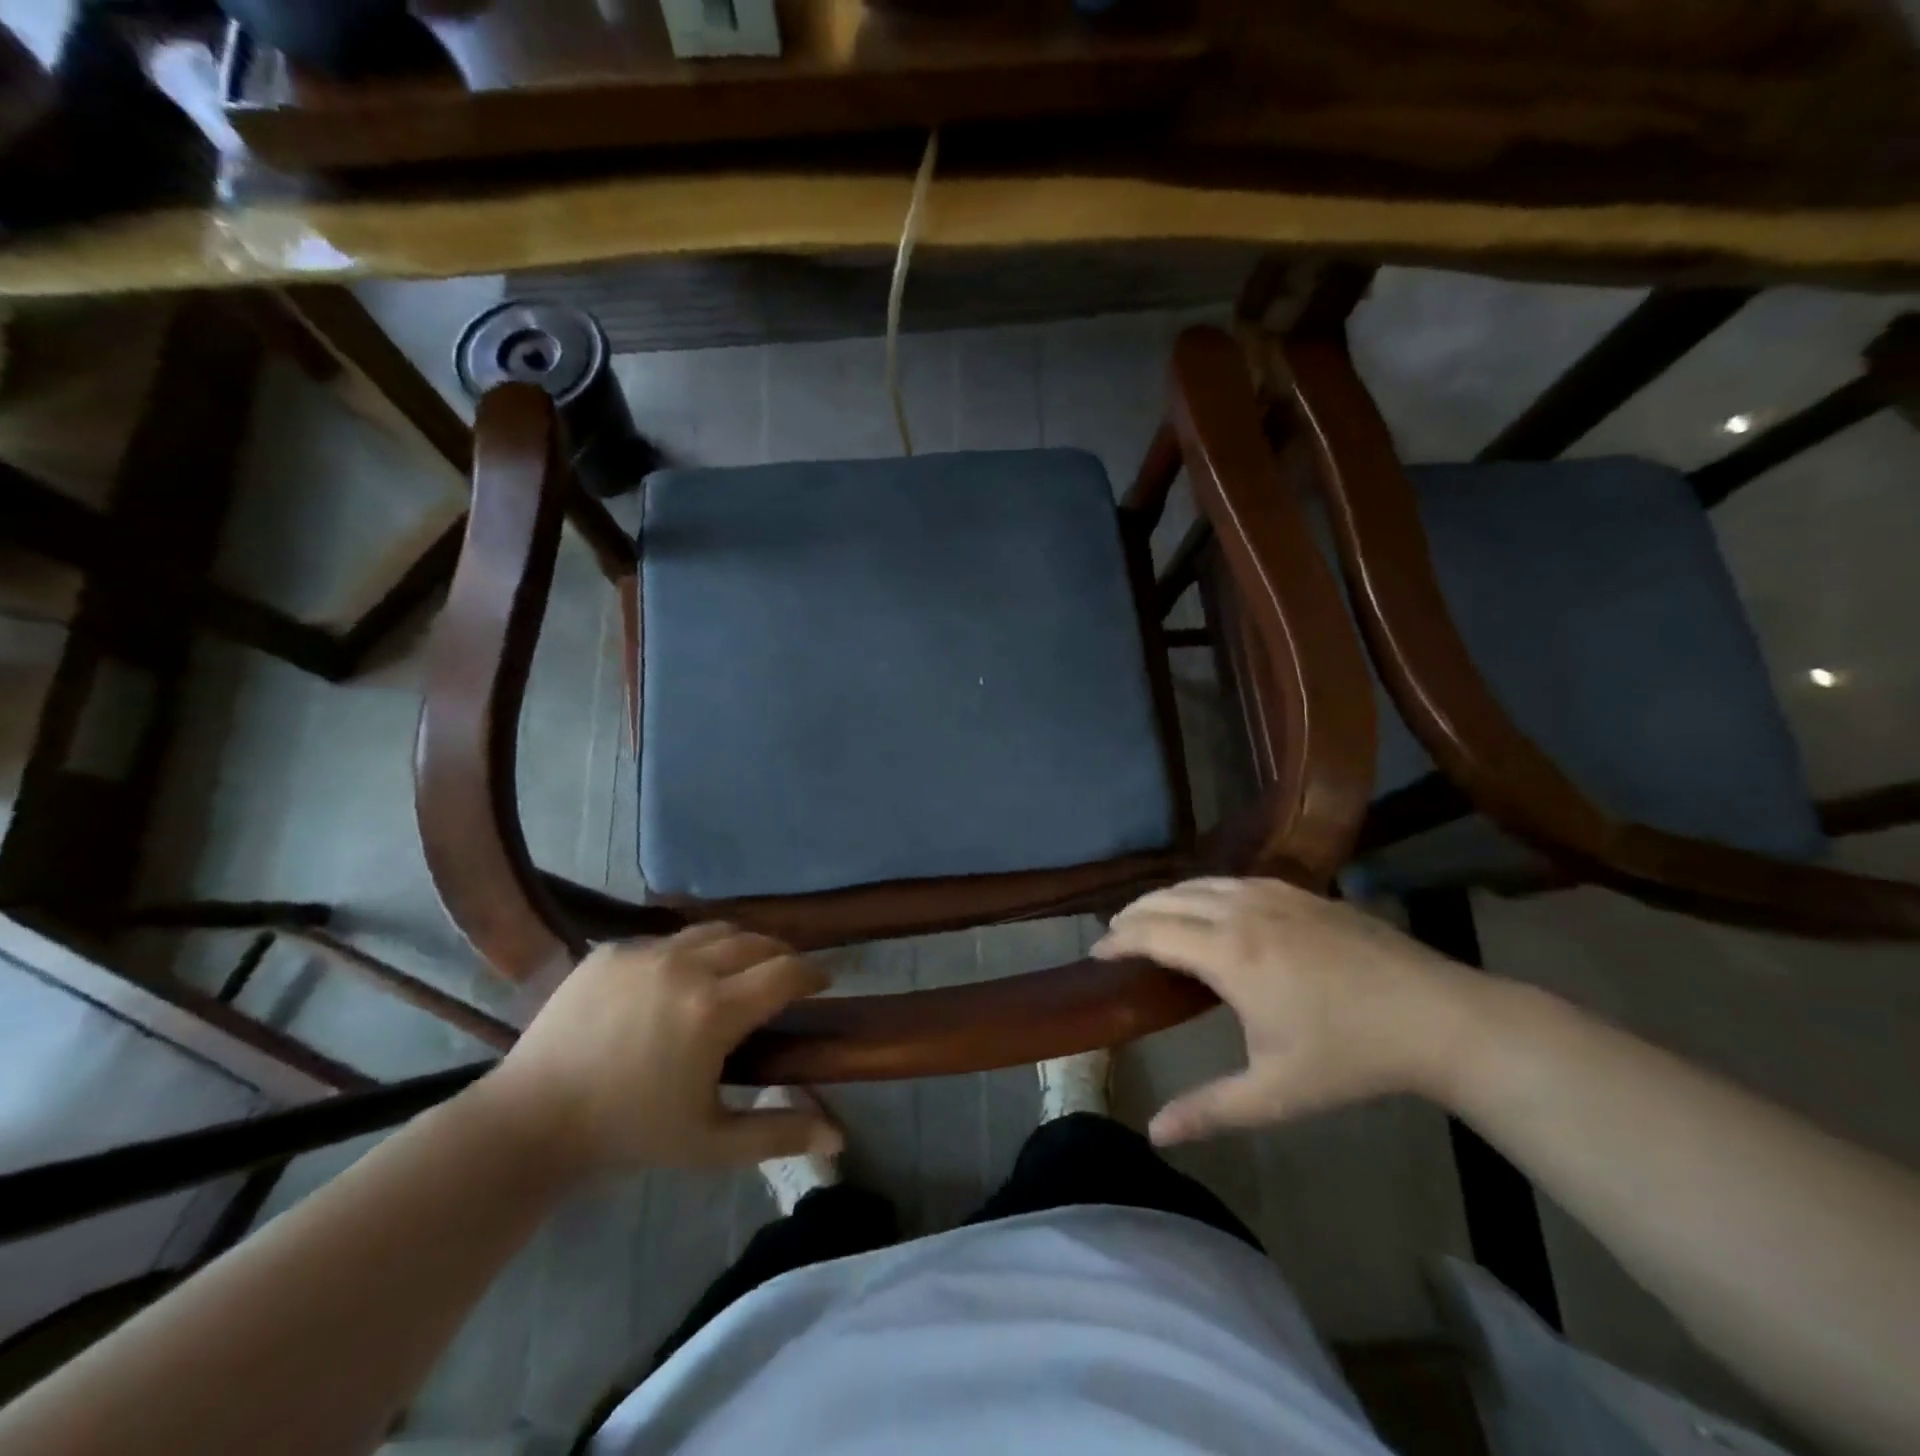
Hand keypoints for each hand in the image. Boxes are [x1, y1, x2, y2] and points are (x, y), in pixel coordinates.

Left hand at [481, 925, 841, 1175]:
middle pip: (756, 941)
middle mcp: (686, 967)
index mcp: (714, 1011)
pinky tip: (679, 982)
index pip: (786, 971)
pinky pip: (667, 939)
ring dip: (739, 945)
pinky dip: (689, 952)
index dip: (813, 972)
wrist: (532, 1119)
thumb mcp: (710, 1143)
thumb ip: (777, 1133)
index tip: (823, 981)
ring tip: (739, 969)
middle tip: (785, 978)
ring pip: (713, 930)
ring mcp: (646, 953)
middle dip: (781, 954)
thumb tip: (838, 1137)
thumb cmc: (630, 1132)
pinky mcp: (613, 950)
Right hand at [1094, 878, 1486, 1144]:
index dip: (1117, 940)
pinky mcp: (1302, 891)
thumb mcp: (1276, 1092)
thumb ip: (1211, 1110)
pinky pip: (1233, 880)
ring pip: (1201, 883)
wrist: (1438, 1016)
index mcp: (1229, 954)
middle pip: (1169, 899)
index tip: (1095, 952)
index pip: (1152, 933)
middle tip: (1114, 935)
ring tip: (1150, 917)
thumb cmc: (1350, 1056)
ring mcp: (1274, 895)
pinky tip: (1209, 906)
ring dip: (1166, 898)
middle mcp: (1242, 912)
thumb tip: (1155, 1134)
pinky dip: (1203, 890)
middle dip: (1134, 914)